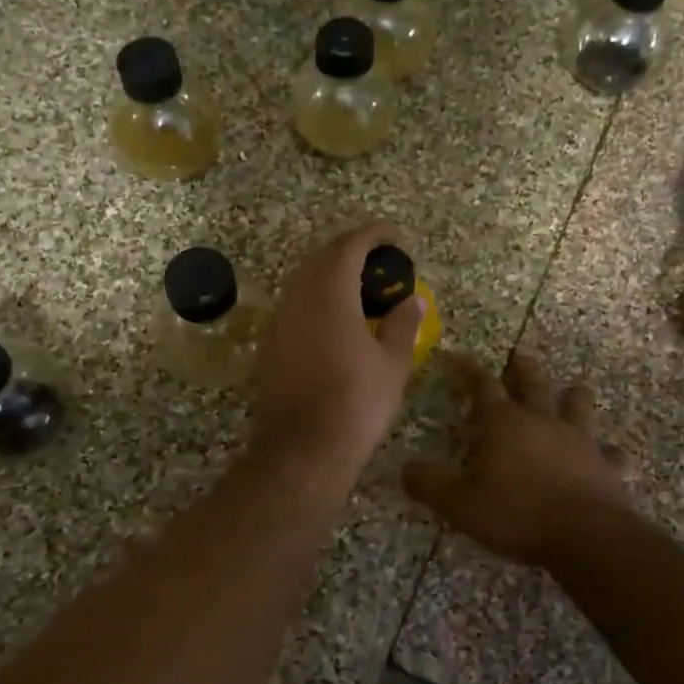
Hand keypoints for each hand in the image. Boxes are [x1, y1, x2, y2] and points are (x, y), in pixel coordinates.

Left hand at [252, 222, 423, 474]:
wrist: (304, 448)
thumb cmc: (356, 403)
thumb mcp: (392, 364)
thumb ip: (402, 325)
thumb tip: (413, 301)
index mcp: (330, 294)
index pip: (349, 246)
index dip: (372, 235)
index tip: (393, 236)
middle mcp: (298, 298)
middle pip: (321, 257)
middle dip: (350, 250)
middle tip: (378, 261)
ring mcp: (279, 321)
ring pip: (303, 280)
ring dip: (329, 273)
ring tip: (358, 286)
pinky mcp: (269, 344)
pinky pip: (293, 304)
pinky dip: (315, 298)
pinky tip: (333, 318)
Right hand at [404, 350, 627, 565]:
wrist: (584, 535)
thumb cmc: (515, 513)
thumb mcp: (458, 503)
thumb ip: (429, 483)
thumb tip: (405, 469)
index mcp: (503, 423)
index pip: (480, 385)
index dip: (466, 368)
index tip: (454, 356)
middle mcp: (541, 421)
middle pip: (532, 384)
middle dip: (522, 368)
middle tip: (519, 356)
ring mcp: (579, 440)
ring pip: (578, 406)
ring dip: (573, 397)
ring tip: (573, 391)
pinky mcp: (605, 465)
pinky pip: (611, 453)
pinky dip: (608, 452)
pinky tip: (611, 455)